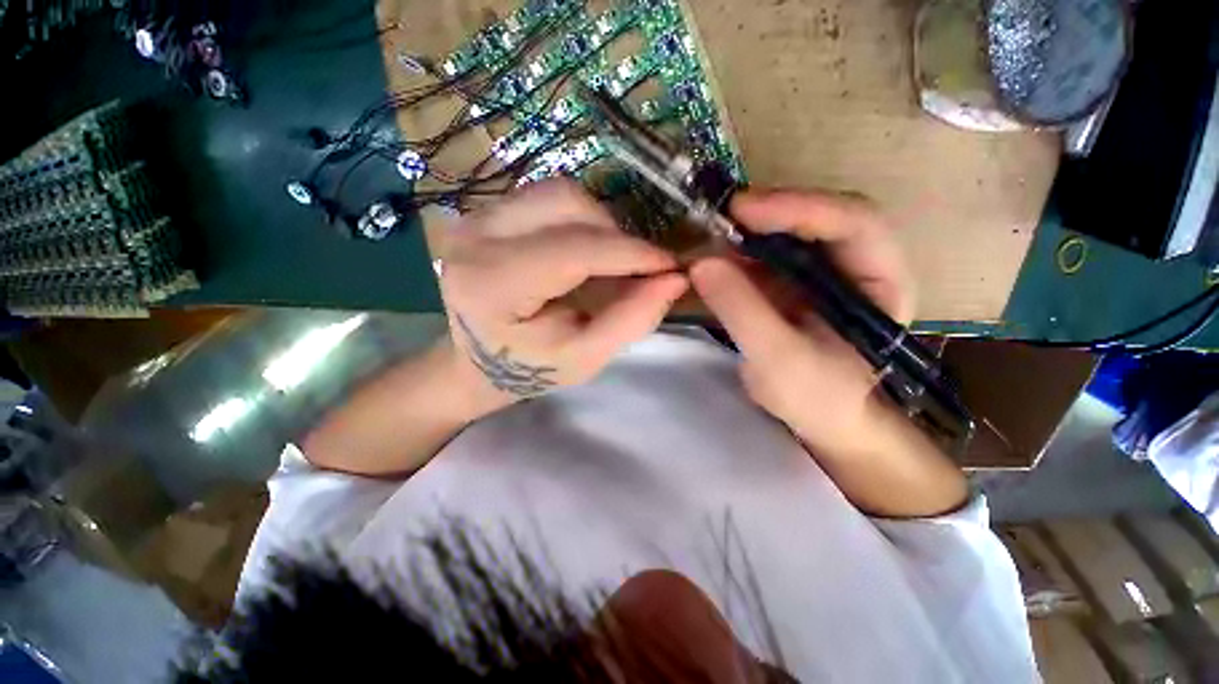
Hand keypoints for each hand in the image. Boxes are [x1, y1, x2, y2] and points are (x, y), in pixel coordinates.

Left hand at [438, 179, 688, 412]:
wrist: (475, 361)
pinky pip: (546, 198)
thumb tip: (676, 279)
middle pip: (565, 203)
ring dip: (597, 224)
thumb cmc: (528, 369)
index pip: (573, 250)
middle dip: (614, 234)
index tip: (671, 265)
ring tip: (609, 261)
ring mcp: (474, 217)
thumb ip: (630, 320)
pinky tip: (583, 251)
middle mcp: (474, 236)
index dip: (630, 253)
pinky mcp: (485, 212)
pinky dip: (579, 220)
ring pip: (558, 193)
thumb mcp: (583, 358)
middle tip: (635, 269)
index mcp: (492, 285)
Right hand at [690, 189, 915, 461]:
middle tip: (723, 216)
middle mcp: (855, 264)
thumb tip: (701, 264)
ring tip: (712, 239)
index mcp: (880, 281)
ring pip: (789, 232)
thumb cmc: (816, 396)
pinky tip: (714, 260)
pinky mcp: (791, 282)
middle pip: (819, 217)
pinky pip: (765, 255)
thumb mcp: (778, 359)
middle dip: (771, 212)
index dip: (800, 207)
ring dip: (749, 231)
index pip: (853, 223)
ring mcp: (821, 271)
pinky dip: (738, 253)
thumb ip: (743, 311)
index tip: (743, 210)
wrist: (819, 418)